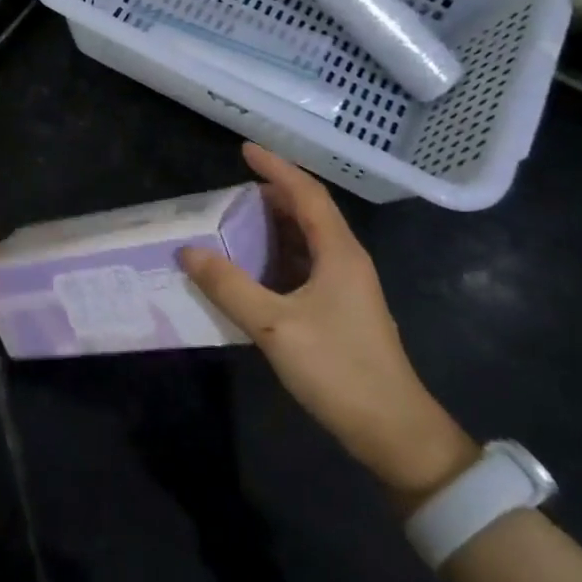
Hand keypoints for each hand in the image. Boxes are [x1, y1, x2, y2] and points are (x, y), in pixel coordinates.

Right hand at [180, 143, 475, 499]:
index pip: (306, 194)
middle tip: (230, 192)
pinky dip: (276, 257)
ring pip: (306, 241)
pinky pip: (304, 267)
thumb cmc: (338, 369)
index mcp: (338, 253)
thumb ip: (229, 287)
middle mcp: (346, 261)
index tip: (244, 150)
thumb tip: (188, 251)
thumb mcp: (274, 326)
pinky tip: (252, 270)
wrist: (393, 431)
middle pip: (308, 213)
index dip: (276, 168)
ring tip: (234, 224)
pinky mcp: (340, 311)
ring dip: (273, 228)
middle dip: (271, 196)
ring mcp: (346, 288)